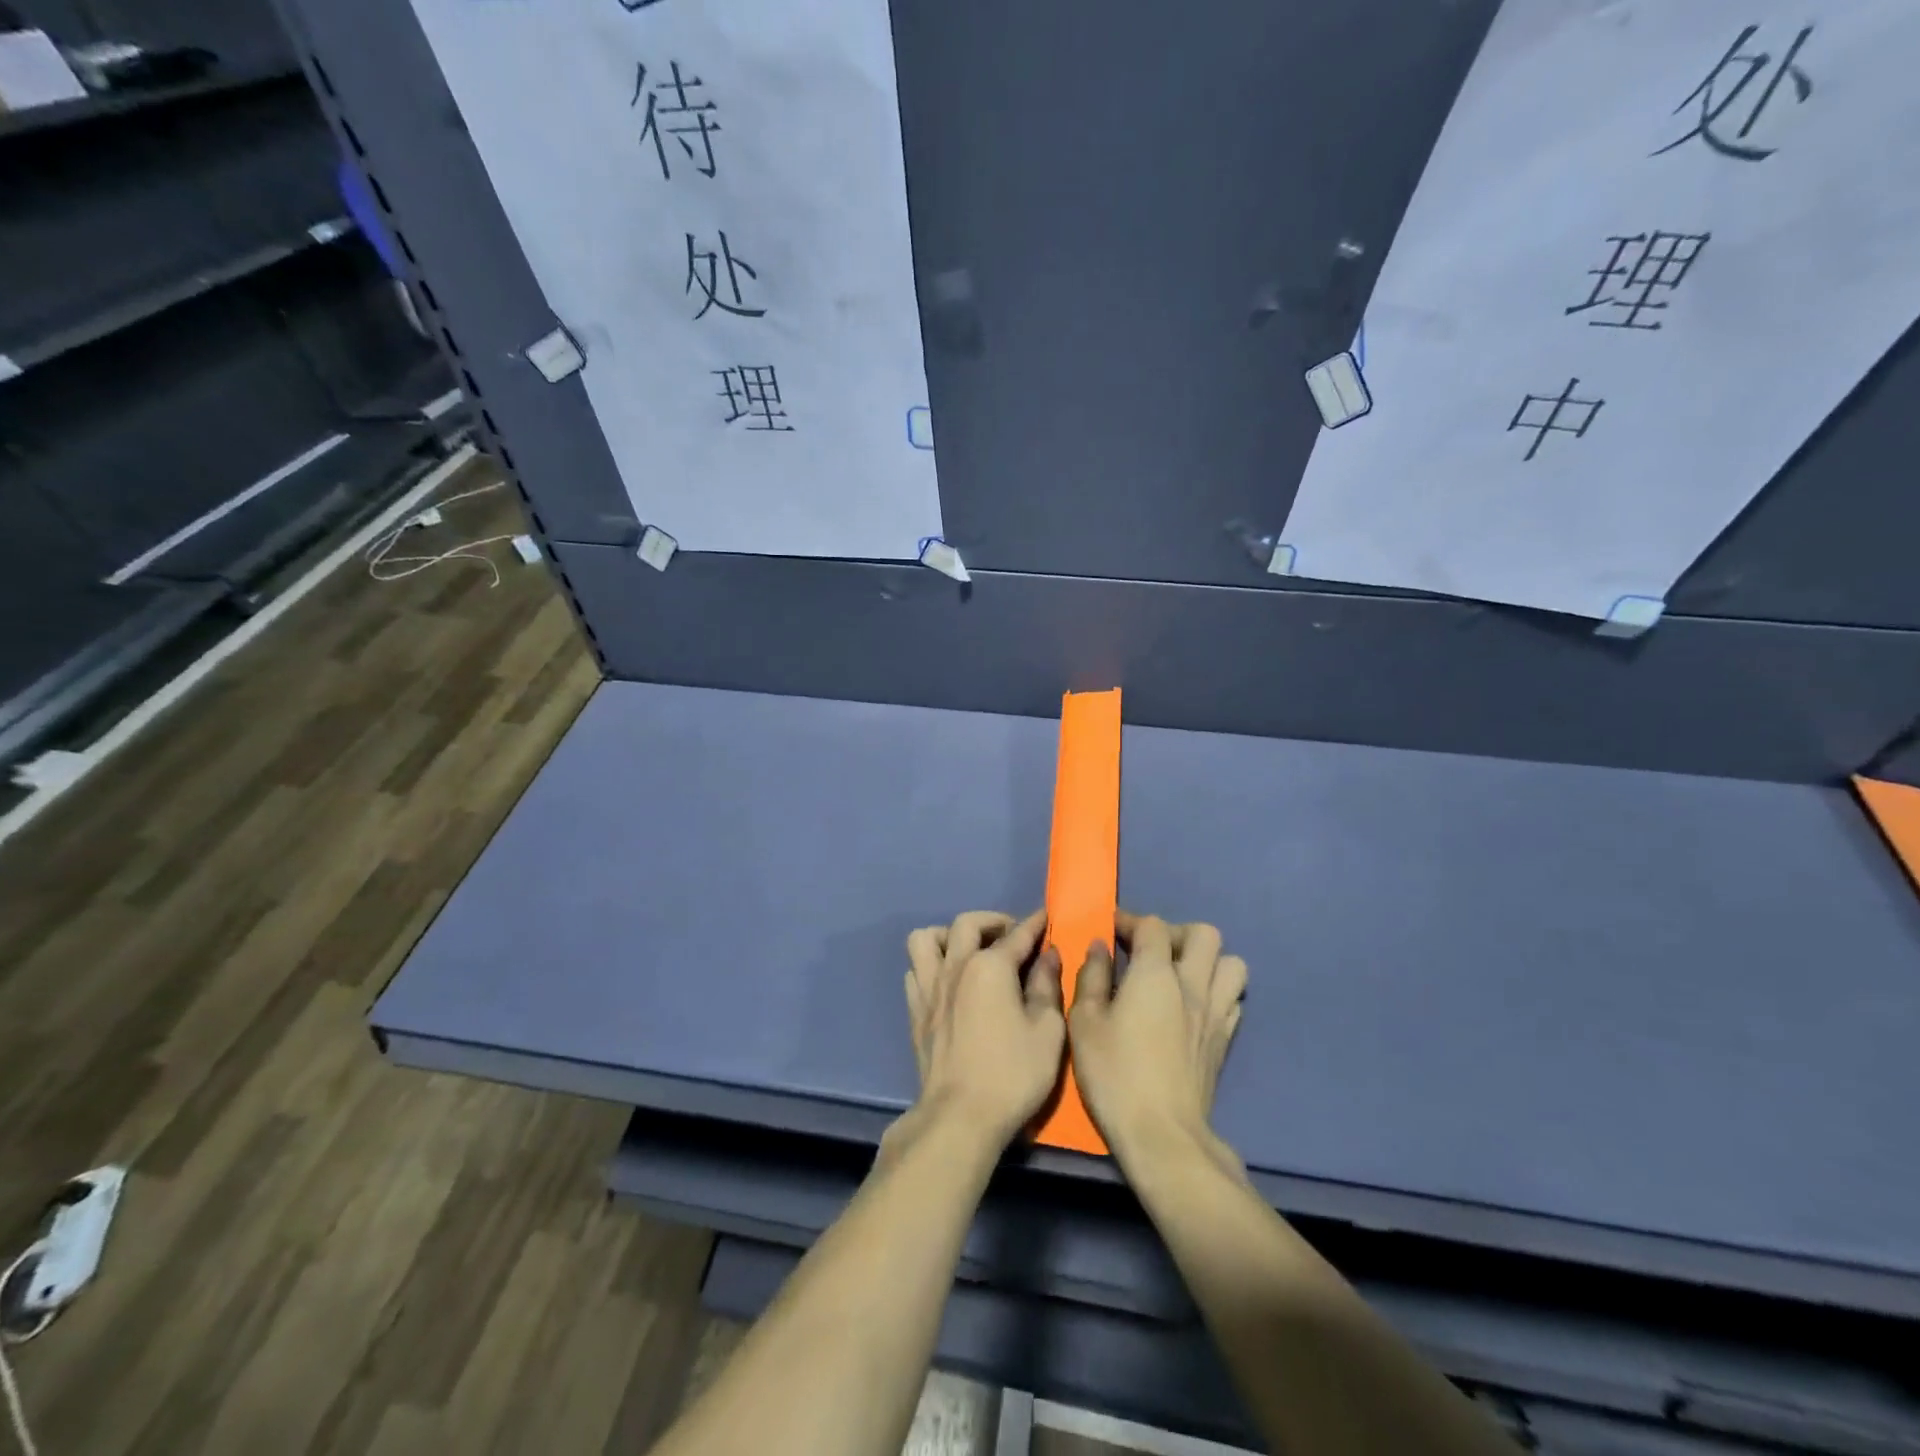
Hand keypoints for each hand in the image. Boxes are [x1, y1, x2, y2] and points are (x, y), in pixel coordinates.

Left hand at [905, 910, 1064, 1147]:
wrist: (960, 1116)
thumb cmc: (1013, 1074)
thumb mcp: (1048, 1031)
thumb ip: (1048, 986)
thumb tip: (1048, 956)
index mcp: (989, 966)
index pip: (1016, 935)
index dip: (1034, 924)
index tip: (1045, 916)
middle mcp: (955, 966)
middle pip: (966, 923)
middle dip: (992, 921)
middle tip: (1010, 937)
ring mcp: (929, 988)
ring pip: (926, 939)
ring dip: (948, 936)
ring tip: (969, 952)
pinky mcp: (915, 1012)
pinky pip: (915, 971)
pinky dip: (930, 966)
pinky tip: (948, 983)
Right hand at [1070, 911, 1246, 1171]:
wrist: (1162, 1135)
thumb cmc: (1115, 1074)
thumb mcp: (1084, 1023)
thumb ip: (1092, 978)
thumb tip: (1099, 948)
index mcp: (1156, 975)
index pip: (1152, 926)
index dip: (1130, 920)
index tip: (1111, 929)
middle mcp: (1193, 985)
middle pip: (1204, 934)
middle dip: (1176, 933)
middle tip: (1151, 952)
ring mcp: (1216, 1013)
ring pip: (1232, 964)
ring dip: (1207, 960)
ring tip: (1179, 975)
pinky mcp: (1225, 1041)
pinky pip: (1234, 999)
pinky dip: (1217, 992)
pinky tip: (1193, 1007)